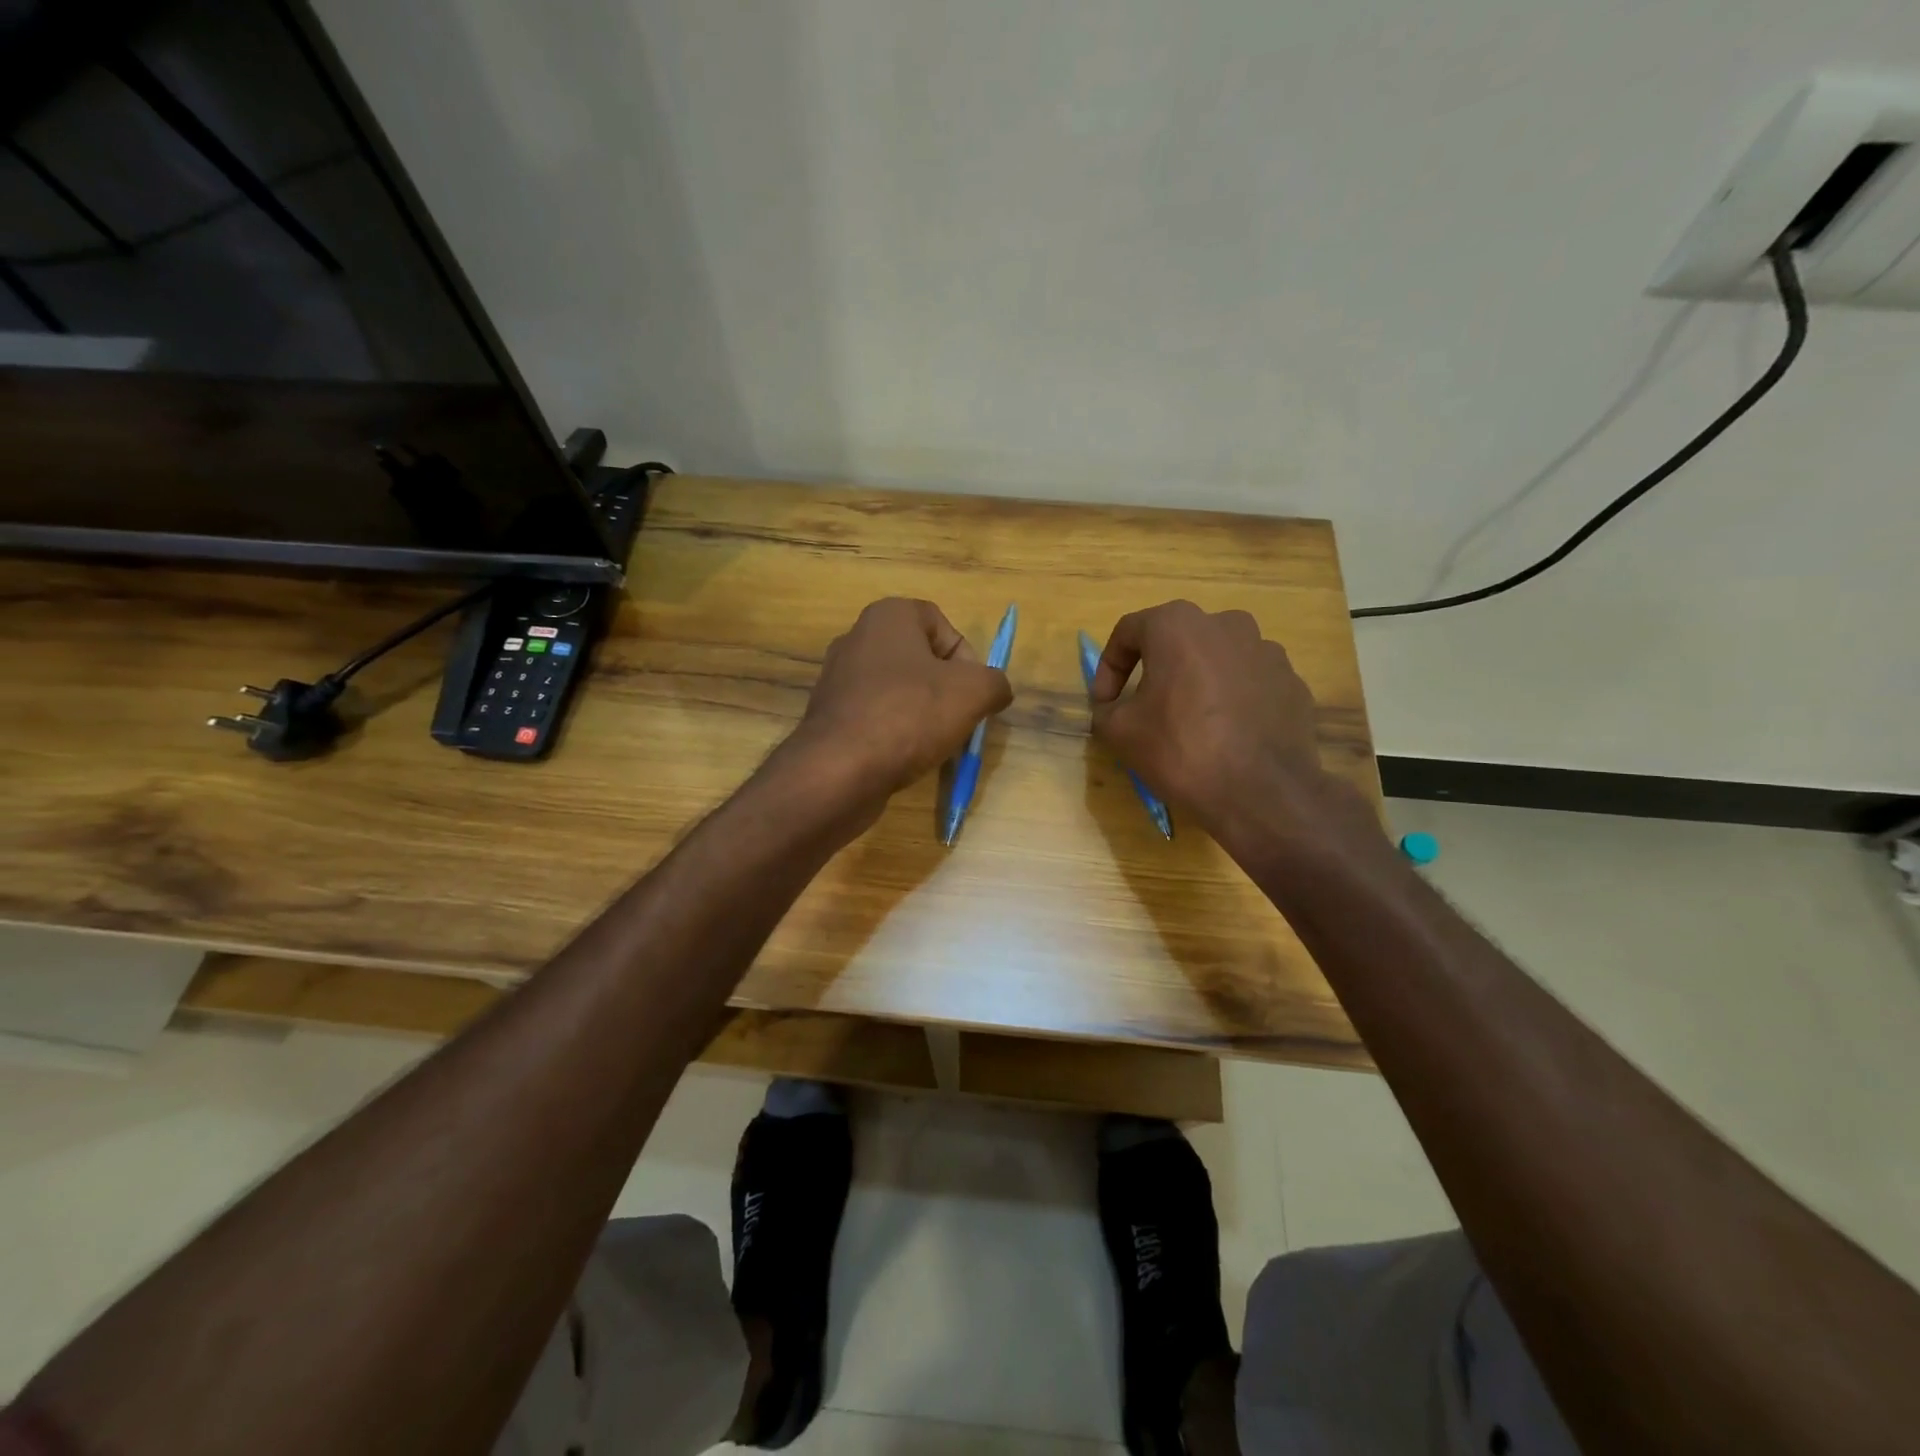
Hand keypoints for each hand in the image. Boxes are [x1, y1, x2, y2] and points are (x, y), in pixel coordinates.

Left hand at [790, 597, 1012, 802]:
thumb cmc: (910, 715)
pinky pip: (876, 717)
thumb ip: (995, 683)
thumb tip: (996, 690)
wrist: (840, 770)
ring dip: (923, 714)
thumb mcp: (973, 693)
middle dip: (946, 690)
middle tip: (958, 720)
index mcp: (888, 617)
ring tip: (934, 744)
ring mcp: (838, 679)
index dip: (966, 657)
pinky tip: (904, 758)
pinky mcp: (830, 717)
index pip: (941, 624)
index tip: (971, 692)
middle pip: (920, 659)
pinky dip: (896, 734)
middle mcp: (857, 639)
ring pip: (899, 691)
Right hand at [1090, 600, 1331, 843]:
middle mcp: (1227, 625)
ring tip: (1189, 722)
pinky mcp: (1292, 683)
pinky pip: (1249, 684)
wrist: (1261, 792)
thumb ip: (1106, 709)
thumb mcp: (1119, 731)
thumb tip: (1113, 707)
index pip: (1129, 631)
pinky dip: (1231, 700)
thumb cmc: (1180, 749)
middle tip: (1144, 707)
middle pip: (1177, 641)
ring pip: (1217, 660)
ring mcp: (1267, 652)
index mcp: (1178, 625)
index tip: (1104, 702)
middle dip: (1156, 670)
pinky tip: (1225, 735)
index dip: (1109, 667)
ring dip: (1196, 682)